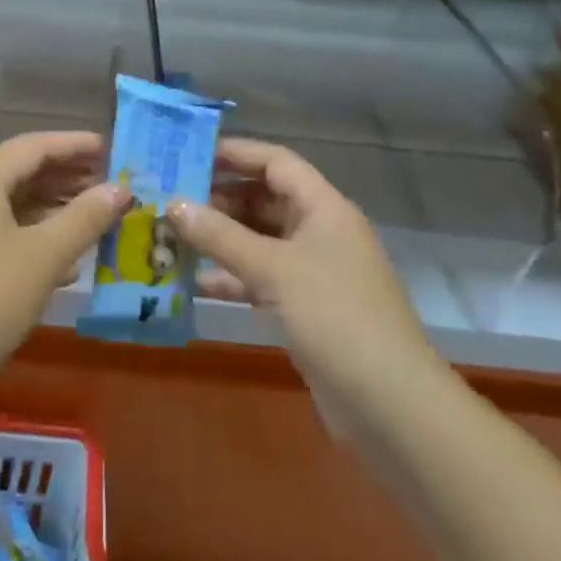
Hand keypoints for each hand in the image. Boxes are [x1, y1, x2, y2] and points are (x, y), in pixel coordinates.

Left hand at [0, 131, 130, 409]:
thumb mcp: (42, 259)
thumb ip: (83, 219)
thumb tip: (119, 190)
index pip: (34, 146)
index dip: (74, 145)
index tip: (110, 149)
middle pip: (20, 172)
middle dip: (65, 177)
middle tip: (108, 185)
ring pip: (8, 204)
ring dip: (50, 209)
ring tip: (92, 219)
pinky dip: (29, 236)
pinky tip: (61, 262)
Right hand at [168, 138, 443, 435]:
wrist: (390, 407)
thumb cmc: (336, 319)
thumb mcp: (273, 270)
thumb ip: (220, 235)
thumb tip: (173, 204)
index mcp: (324, 209)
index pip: (276, 162)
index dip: (235, 153)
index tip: (189, 153)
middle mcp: (320, 232)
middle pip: (264, 199)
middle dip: (219, 198)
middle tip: (170, 198)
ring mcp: (314, 272)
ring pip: (259, 241)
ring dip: (220, 239)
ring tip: (172, 236)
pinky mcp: (305, 308)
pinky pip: (261, 278)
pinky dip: (231, 277)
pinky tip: (196, 282)